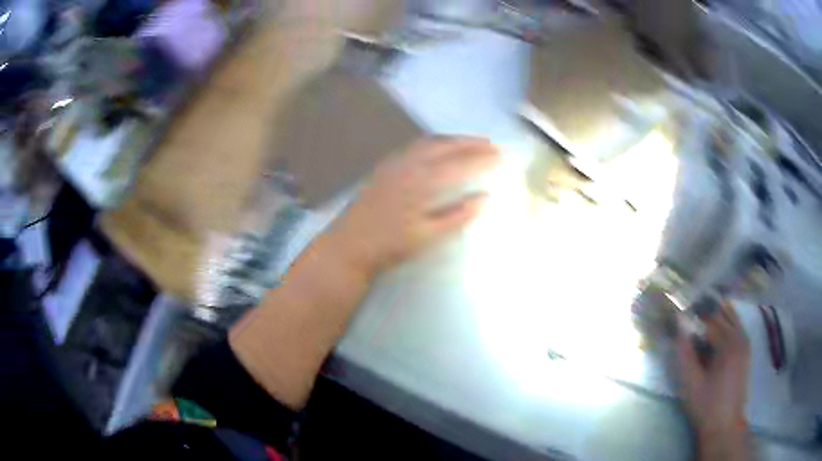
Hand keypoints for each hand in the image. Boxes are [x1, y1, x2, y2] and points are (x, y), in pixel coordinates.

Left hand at [328, 137, 499, 275]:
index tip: (501, 156)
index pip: (459, 164)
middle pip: (444, 145)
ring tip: (469, 143)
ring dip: (451, 140)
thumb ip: (458, 216)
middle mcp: (409, 164)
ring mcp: (394, 163)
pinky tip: (437, 150)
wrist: (348, 245)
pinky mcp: (384, 167)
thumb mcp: (427, 236)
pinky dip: (433, 143)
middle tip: (490, 144)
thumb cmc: (390, 245)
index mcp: (422, 181)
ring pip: (428, 142)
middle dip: (470, 142)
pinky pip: (414, 146)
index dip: (482, 159)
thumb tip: (485, 198)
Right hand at [675, 301, 750, 459]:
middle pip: (722, 314)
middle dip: (705, 312)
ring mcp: (745, 342)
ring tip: (700, 321)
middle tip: (688, 316)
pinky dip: (726, 322)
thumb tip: (678, 323)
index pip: (709, 318)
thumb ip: (684, 352)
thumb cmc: (706, 405)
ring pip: (731, 317)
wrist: (725, 424)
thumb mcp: (690, 383)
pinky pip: (736, 326)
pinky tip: (715, 331)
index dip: (693, 315)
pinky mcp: (746, 350)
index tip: (679, 315)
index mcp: (728, 343)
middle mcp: (740, 336)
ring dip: (716, 315)